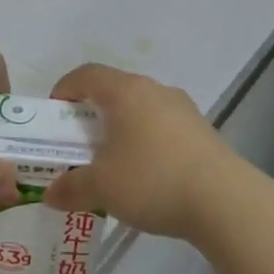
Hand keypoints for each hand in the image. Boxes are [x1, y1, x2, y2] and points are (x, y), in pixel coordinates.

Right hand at [43, 64, 235, 239]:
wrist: (223, 199)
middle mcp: (154, 89)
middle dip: (92, 113)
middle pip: (115, 90)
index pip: (87, 74)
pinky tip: (147, 175)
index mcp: (126, 91)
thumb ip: (71, 187)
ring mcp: (182, 108)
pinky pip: (163, 126)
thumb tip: (50, 194)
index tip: (55, 115)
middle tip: (79, 143)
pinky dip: (146, 141)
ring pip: (141, 108)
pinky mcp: (202, 130)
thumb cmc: (153, 180)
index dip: (65, 89)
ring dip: (121, 128)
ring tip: (112, 162)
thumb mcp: (102, 188)